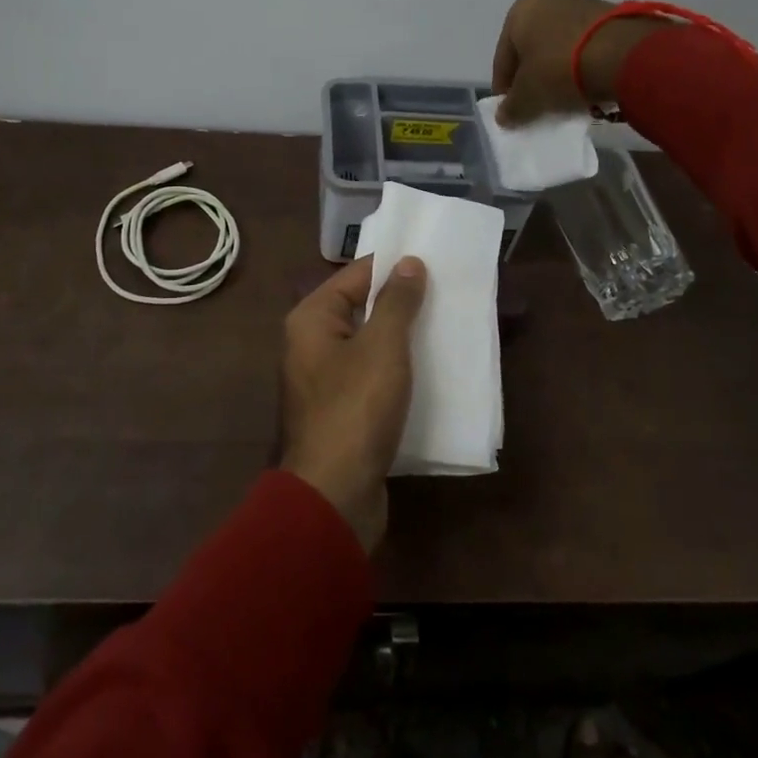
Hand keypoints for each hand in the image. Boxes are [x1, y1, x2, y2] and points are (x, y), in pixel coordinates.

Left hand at [279, 254, 427, 552]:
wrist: (334, 495)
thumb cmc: (356, 409)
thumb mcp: (382, 347)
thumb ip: (396, 301)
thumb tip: (408, 262)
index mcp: (311, 319)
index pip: (355, 275)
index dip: (393, 267)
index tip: (433, 263)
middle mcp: (310, 343)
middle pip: (361, 308)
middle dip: (402, 303)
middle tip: (447, 294)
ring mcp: (324, 380)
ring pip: (369, 345)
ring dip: (403, 338)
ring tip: (446, 327)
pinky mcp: (340, 411)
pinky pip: (371, 377)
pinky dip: (396, 371)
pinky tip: (429, 371)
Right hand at [491, 0, 676, 124]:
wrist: (623, 54)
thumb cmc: (559, 69)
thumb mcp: (528, 96)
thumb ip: (511, 108)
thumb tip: (504, 116)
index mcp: (520, 13)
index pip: (502, 58)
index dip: (503, 88)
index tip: (510, 109)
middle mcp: (549, 1)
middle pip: (533, 48)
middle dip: (533, 75)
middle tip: (537, 103)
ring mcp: (585, 5)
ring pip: (562, 45)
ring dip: (560, 69)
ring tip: (567, 97)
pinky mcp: (614, 15)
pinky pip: (589, 45)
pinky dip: (585, 64)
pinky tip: (591, 85)